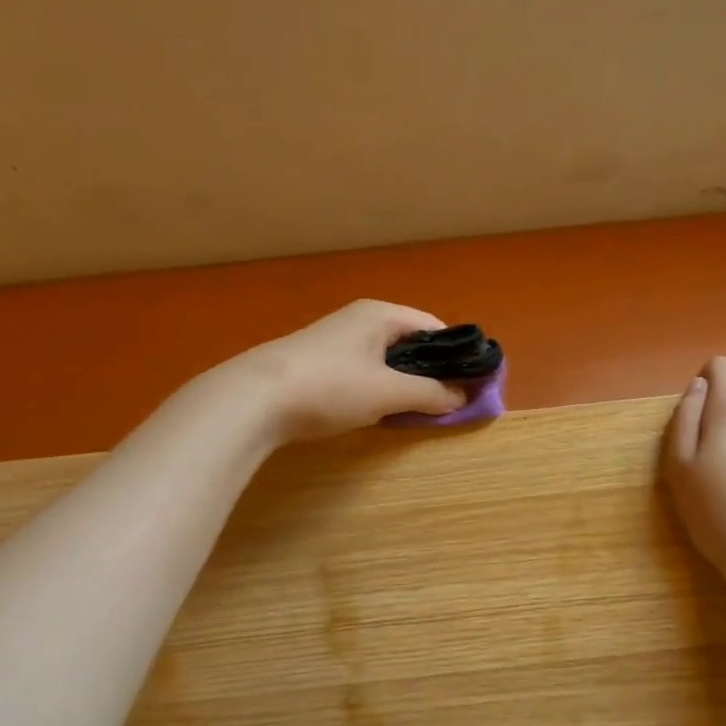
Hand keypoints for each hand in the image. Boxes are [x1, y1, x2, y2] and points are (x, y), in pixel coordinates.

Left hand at [222, 300, 469, 442]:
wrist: (254, 399)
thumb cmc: (331, 386)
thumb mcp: (388, 393)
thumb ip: (430, 394)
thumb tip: (463, 396)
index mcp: (381, 314)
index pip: (434, 327)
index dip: (456, 355)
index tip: (471, 385)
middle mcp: (360, 319)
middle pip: (410, 343)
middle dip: (430, 371)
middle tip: (446, 403)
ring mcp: (335, 340)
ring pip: (385, 359)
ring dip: (403, 383)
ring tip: (415, 411)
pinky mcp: (317, 362)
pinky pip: (362, 371)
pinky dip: (377, 389)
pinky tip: (376, 412)